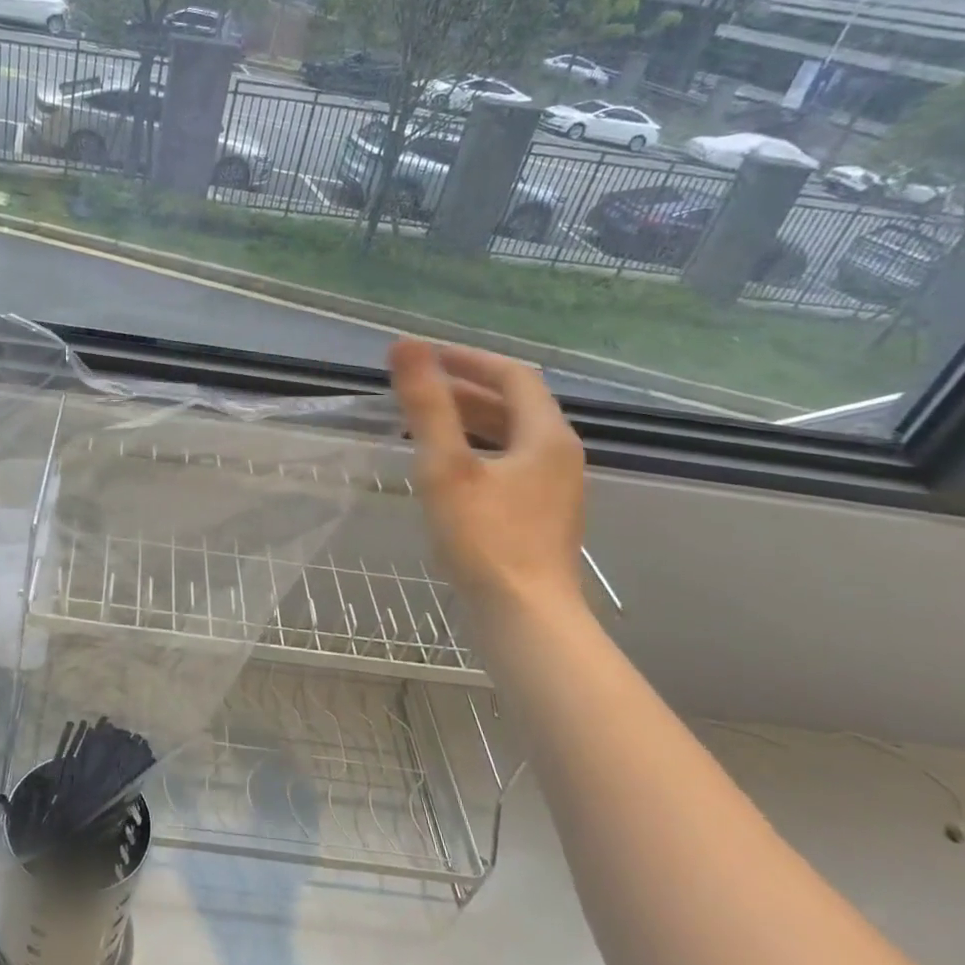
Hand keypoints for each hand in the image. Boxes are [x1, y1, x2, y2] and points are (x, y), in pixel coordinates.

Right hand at [388, 339, 586, 613]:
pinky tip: (446, 470)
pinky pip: (508, 465)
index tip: (425, 356)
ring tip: (424, 423)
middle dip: (464, 390)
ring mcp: (553, 490)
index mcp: (546, 437)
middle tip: (417, 388)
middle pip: (514, 405)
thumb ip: (427, 406)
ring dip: (469, 421)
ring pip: (511, 437)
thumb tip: (405, 345)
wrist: (525, 619)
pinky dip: (476, 452)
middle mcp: (558, 456)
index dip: (468, 359)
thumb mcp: (447, 468)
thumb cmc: (484, 540)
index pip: (512, 376)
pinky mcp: (540, 517)